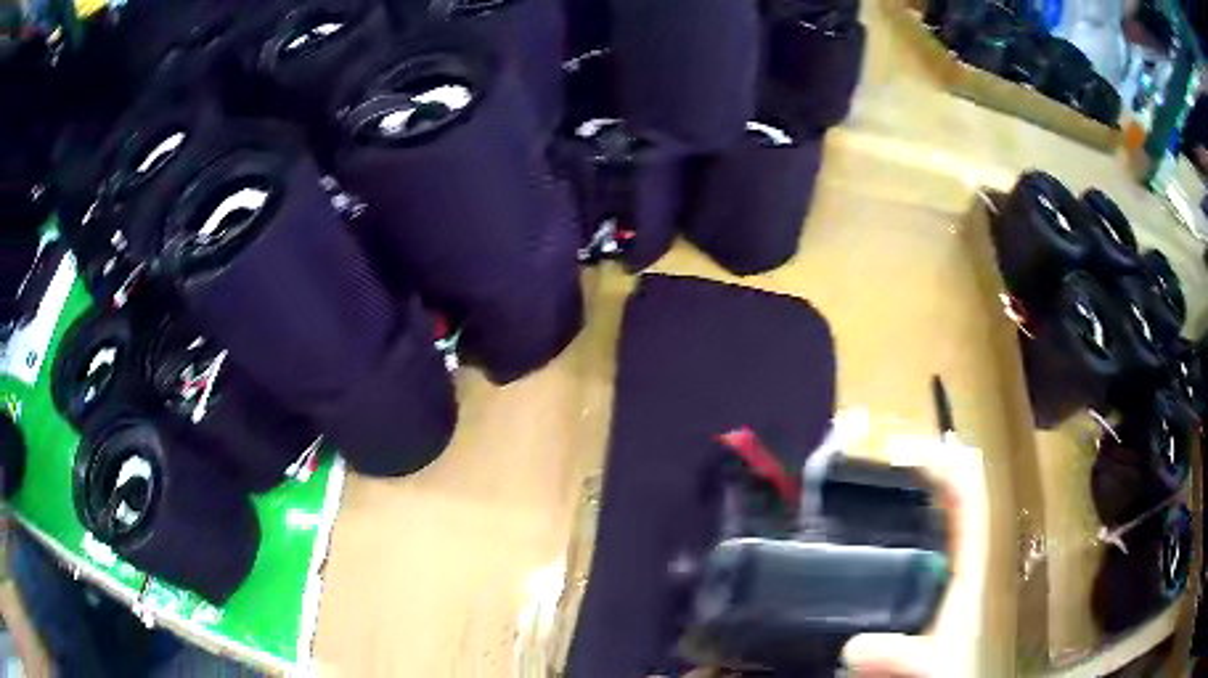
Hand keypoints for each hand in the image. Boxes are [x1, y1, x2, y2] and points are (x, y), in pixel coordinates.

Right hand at [841, 434, 989, 677]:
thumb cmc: (946, 673)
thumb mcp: (929, 666)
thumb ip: (903, 655)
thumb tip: (853, 646)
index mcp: (966, 573)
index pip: (969, 506)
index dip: (949, 469)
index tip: (909, 450)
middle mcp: (953, 565)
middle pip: (953, 501)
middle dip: (931, 466)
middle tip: (892, 445)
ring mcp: (934, 578)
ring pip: (933, 521)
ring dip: (915, 489)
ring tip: (883, 467)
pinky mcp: (913, 594)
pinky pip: (906, 548)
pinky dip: (893, 526)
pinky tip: (865, 526)